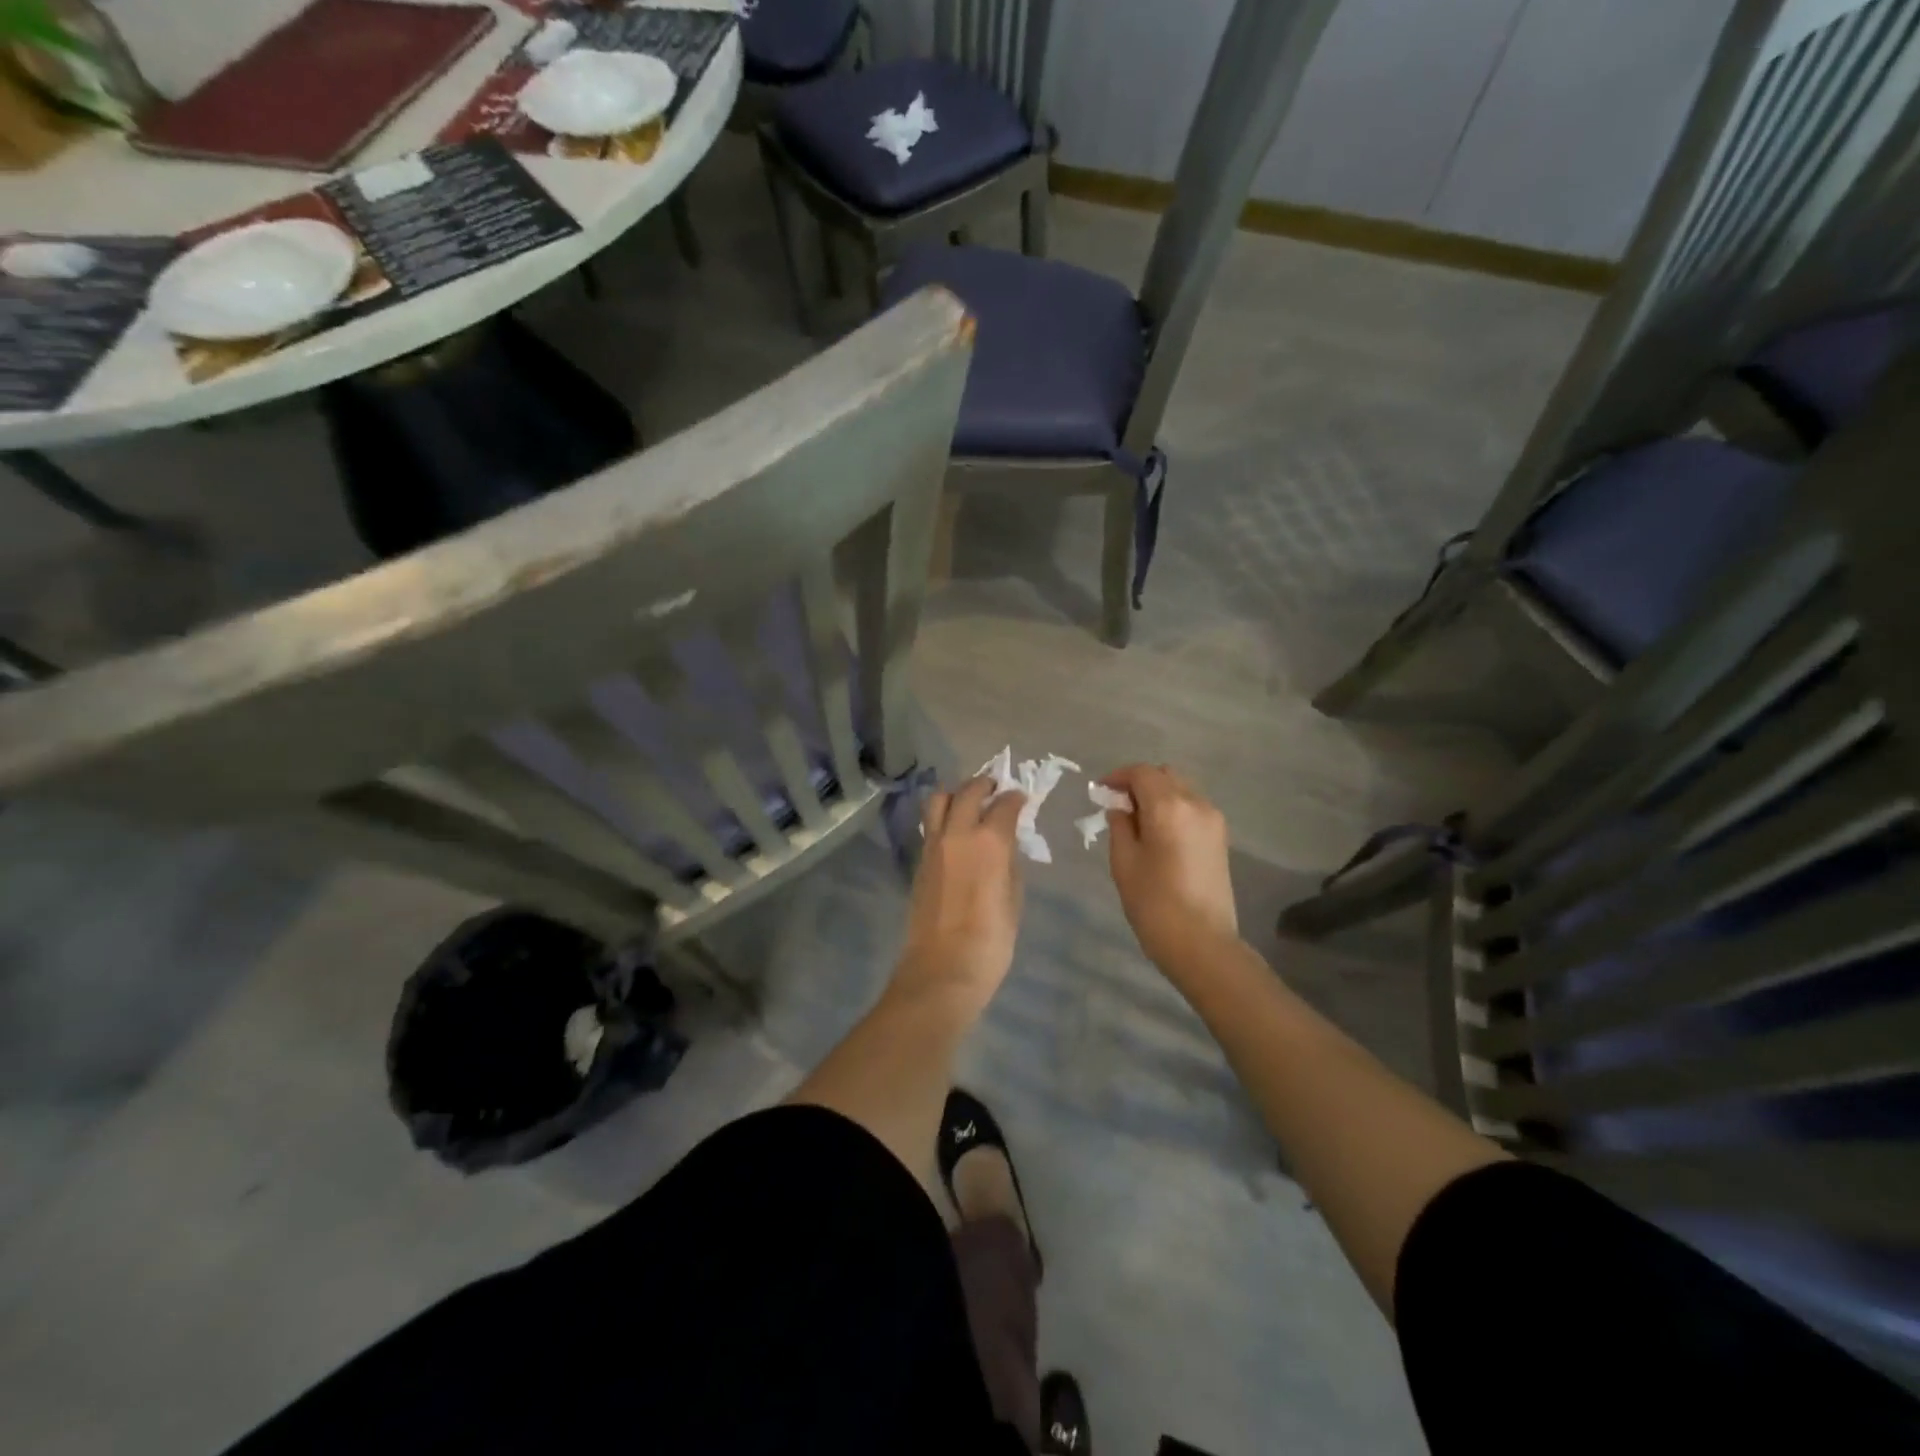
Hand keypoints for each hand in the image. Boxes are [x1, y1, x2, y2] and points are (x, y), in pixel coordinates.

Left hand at [896, 774, 1025, 1011]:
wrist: (942, 970)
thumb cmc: (990, 941)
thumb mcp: (1013, 899)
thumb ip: (1009, 863)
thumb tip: (1005, 846)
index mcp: (989, 841)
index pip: (1005, 804)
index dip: (1016, 798)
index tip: (1022, 799)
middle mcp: (958, 834)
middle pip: (968, 791)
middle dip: (985, 784)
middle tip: (996, 789)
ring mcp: (933, 846)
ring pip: (940, 800)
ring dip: (957, 794)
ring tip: (971, 803)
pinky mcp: (919, 861)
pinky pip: (931, 825)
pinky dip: (944, 817)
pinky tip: (956, 831)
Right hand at [1103, 764, 1237, 973]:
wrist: (1202, 942)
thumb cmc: (1154, 903)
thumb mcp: (1124, 862)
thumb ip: (1120, 826)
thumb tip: (1120, 808)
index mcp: (1169, 806)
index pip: (1141, 773)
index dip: (1118, 776)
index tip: (1100, 791)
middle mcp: (1196, 804)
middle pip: (1165, 775)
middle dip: (1139, 782)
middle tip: (1117, 804)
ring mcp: (1213, 820)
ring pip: (1181, 789)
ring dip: (1158, 795)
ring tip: (1137, 820)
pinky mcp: (1220, 838)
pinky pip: (1192, 808)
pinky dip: (1173, 808)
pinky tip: (1158, 833)